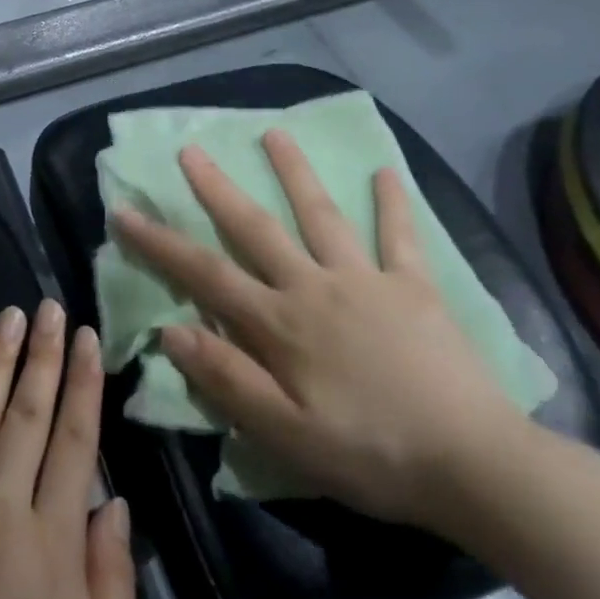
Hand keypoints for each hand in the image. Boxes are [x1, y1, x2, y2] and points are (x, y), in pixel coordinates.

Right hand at [112, 132, 522, 532]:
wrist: (475, 465)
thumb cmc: (370, 454)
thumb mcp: (284, 434)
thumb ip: (226, 379)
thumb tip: (169, 330)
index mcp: (280, 323)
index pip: (205, 273)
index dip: (159, 242)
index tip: (124, 211)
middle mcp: (315, 286)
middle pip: (256, 228)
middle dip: (218, 188)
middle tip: (191, 149)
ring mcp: (367, 279)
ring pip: (321, 215)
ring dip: (294, 172)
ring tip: (274, 133)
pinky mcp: (415, 287)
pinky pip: (400, 236)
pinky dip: (393, 203)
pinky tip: (385, 171)